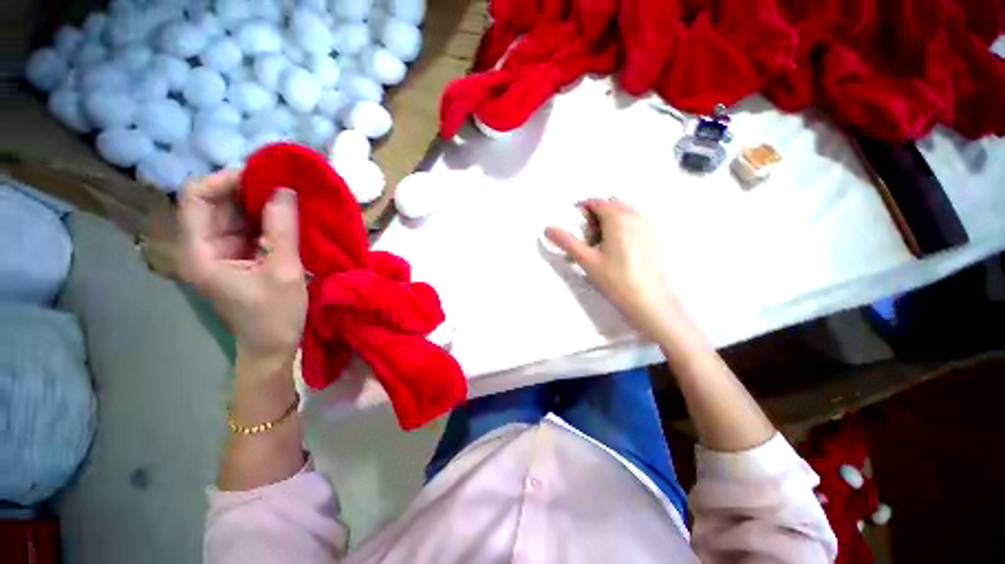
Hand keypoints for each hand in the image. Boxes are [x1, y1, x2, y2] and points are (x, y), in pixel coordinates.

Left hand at [179, 170, 306, 374]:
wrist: (272, 346)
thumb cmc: (275, 315)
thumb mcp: (284, 271)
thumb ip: (282, 229)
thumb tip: (285, 189)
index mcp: (199, 251)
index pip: (195, 197)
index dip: (225, 180)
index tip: (264, 178)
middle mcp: (201, 246)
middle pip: (213, 201)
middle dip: (246, 189)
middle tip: (283, 184)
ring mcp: (219, 251)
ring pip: (231, 212)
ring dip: (258, 202)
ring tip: (289, 197)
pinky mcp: (236, 256)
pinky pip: (246, 227)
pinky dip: (265, 217)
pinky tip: (287, 215)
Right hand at [545, 199, 683, 341]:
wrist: (647, 298)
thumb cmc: (615, 279)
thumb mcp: (586, 260)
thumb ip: (566, 242)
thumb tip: (548, 229)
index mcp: (618, 219)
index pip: (597, 202)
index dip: (583, 209)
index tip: (576, 225)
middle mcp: (635, 216)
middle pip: (611, 206)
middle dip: (596, 216)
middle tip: (588, 239)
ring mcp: (648, 225)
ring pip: (624, 213)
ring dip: (609, 222)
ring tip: (601, 246)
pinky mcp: (655, 236)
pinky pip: (635, 222)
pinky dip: (623, 228)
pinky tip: (618, 250)